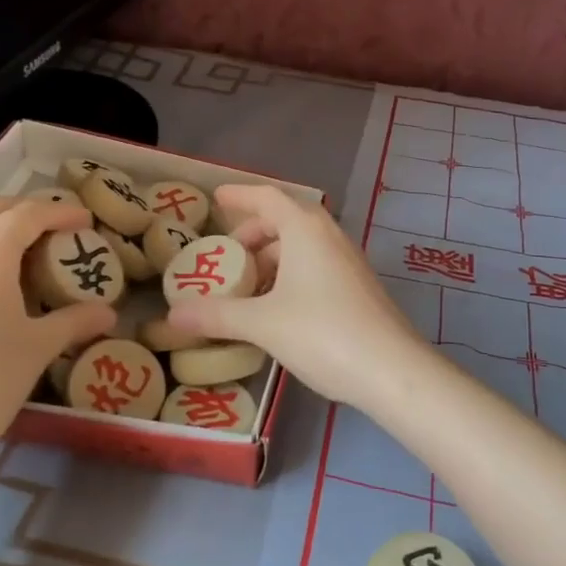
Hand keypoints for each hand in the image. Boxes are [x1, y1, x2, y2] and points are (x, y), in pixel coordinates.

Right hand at [168, 184, 426, 411]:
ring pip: (302, 247)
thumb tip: (173, 314)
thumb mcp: (262, 323)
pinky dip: (290, 276)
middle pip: (285, 221)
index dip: (239, 196)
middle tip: (226, 258)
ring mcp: (348, 262)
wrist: (392, 369)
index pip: (267, 197)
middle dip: (253, 235)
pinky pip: (316, 267)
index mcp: (305, 229)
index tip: (215, 199)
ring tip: (246, 288)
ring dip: (272, 260)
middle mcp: (329, 236)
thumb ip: (216, 315)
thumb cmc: (323, 333)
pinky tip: (277, 309)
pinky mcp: (358, 287)